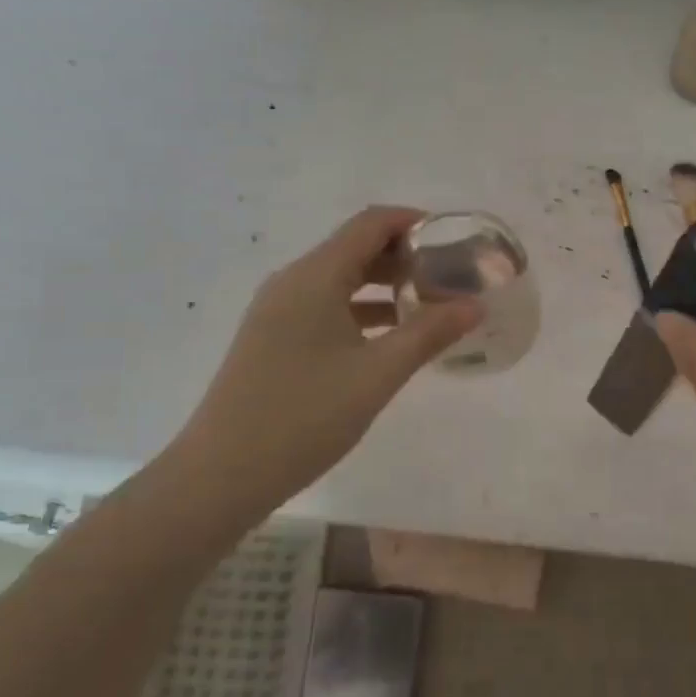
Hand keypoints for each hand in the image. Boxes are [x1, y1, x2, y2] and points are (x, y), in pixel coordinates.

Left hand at [169, 207, 481, 515]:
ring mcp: (277, 311)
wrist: (221, 475)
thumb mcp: (377, 374)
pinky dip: (361, 311)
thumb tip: (475, 306)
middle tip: (449, 277)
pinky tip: (389, 339)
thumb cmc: (304, 416)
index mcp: (315, 277)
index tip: (453, 240)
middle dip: (404, 256)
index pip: (371, 223)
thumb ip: (429, 334)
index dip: (414, 221)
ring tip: (428, 306)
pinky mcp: (272, 338)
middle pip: (355, 248)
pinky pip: (324, 307)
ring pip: (340, 280)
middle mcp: (292, 282)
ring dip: (384, 285)